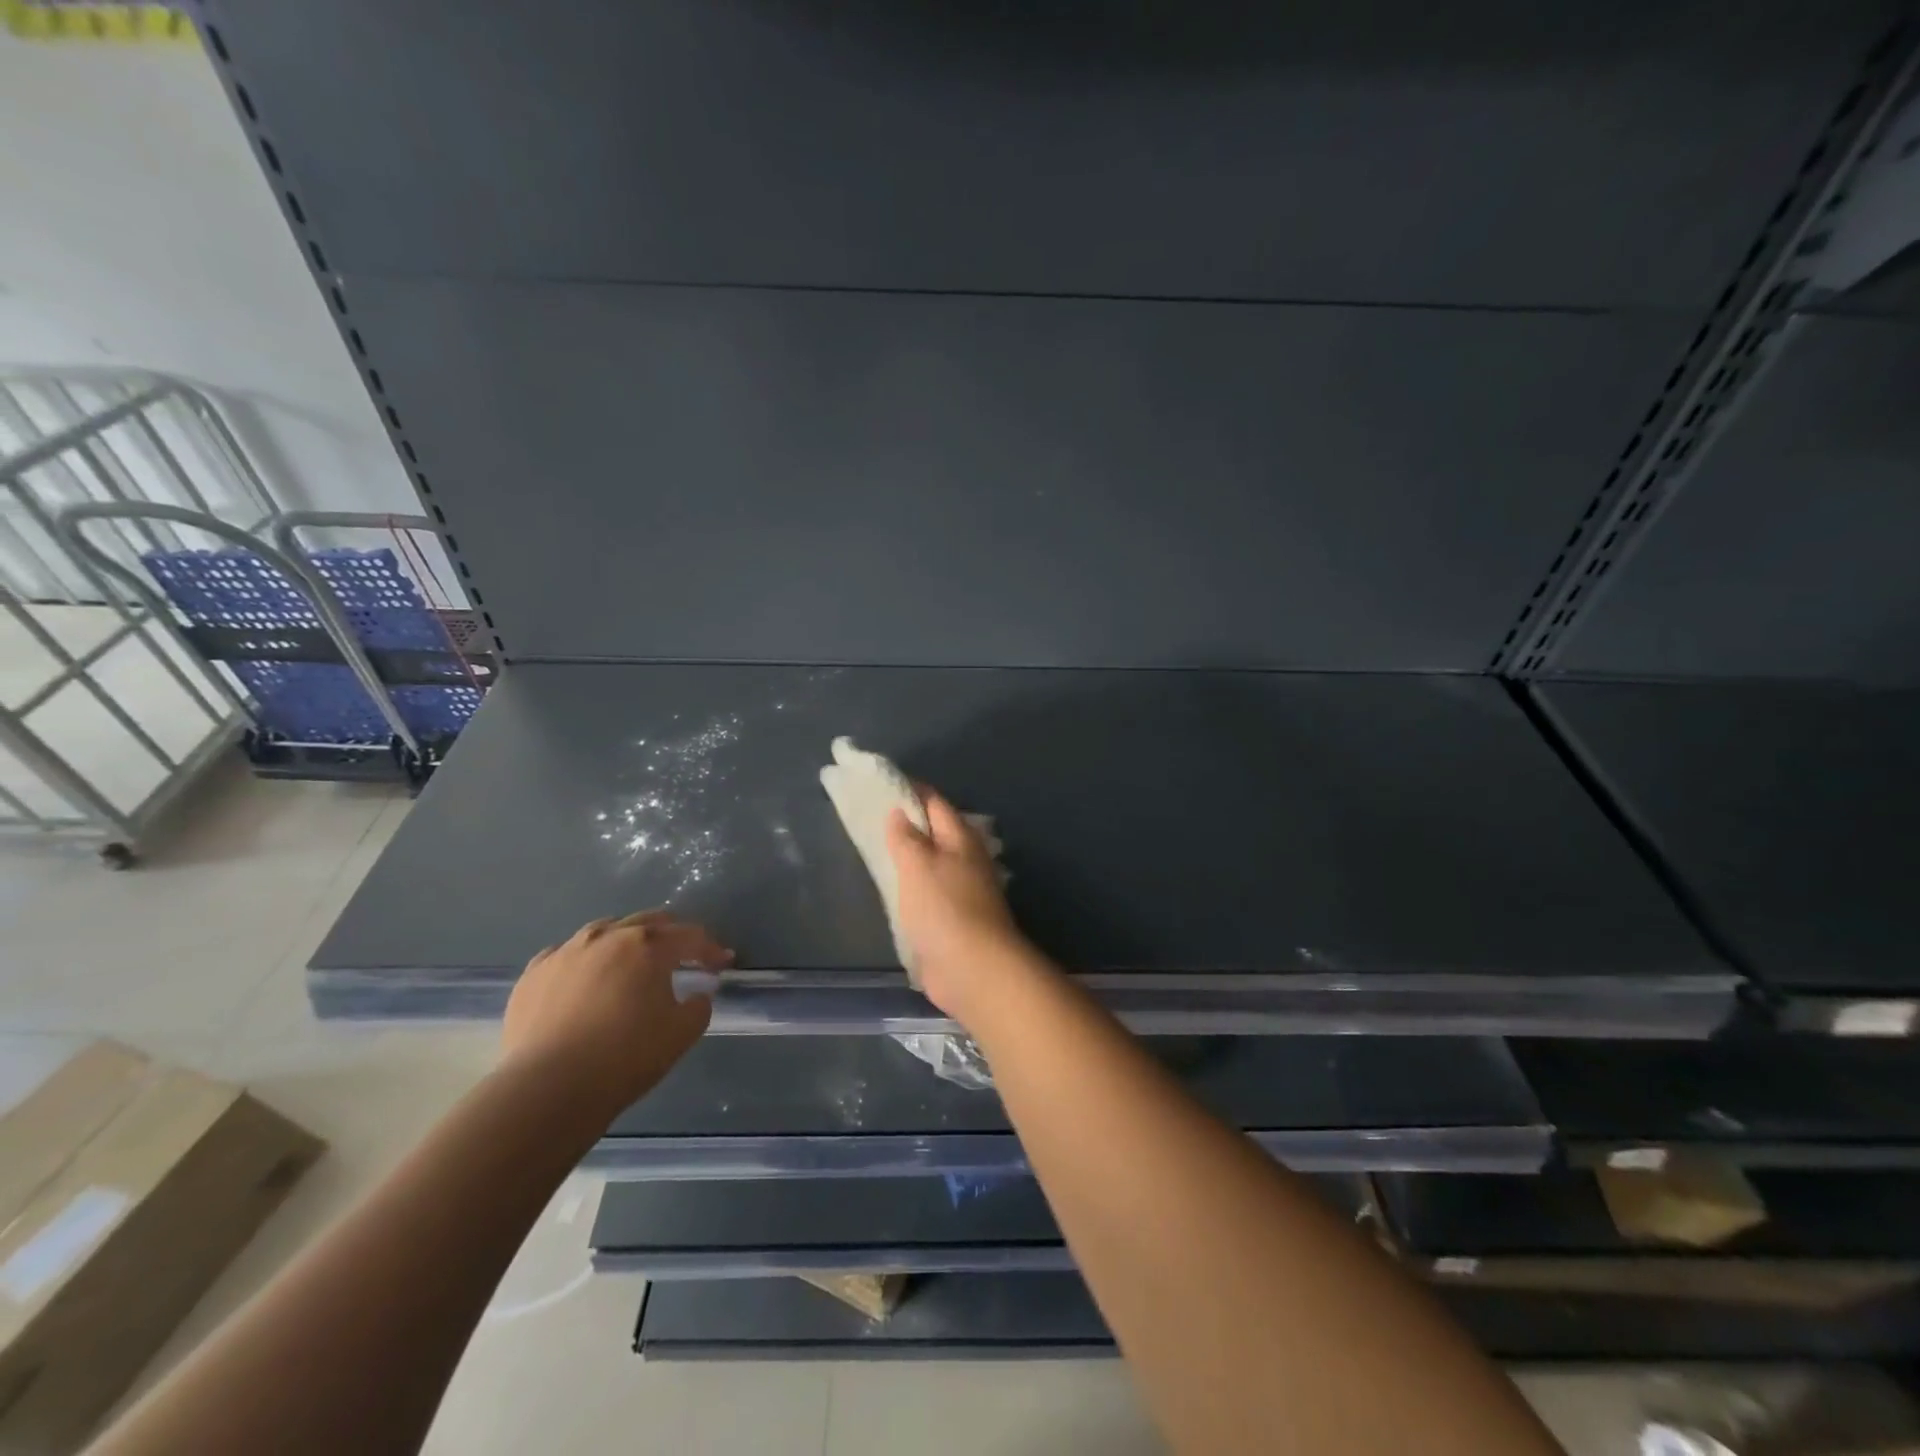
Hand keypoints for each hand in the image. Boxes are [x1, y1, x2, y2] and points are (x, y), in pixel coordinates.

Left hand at [502, 910, 729, 1112]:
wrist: (546, 1089)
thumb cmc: (624, 1057)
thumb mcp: (681, 1034)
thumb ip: (698, 1007)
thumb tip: (697, 995)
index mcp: (648, 946)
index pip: (690, 937)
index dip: (711, 949)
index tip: (722, 963)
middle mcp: (608, 936)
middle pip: (649, 922)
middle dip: (672, 936)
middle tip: (684, 956)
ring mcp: (566, 951)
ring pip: (606, 931)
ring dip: (627, 941)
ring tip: (632, 963)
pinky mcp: (534, 973)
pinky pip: (567, 954)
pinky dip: (585, 961)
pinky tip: (585, 979)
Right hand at [886, 788, 1034, 1026]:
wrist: (973, 969)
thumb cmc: (944, 908)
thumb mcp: (918, 865)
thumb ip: (906, 837)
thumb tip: (899, 811)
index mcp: (960, 838)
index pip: (934, 802)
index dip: (909, 791)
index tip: (881, 784)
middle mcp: (965, 859)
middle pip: (934, 832)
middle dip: (907, 823)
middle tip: (871, 816)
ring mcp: (961, 890)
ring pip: (930, 863)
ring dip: (908, 856)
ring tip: (876, 849)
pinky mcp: (952, 919)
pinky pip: (927, 892)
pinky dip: (910, 886)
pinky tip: (892, 888)